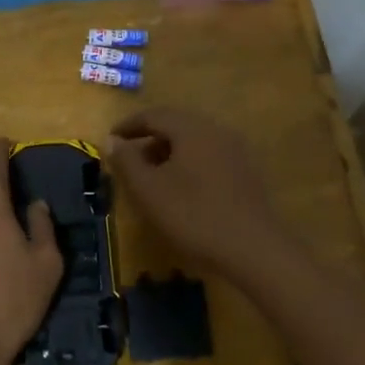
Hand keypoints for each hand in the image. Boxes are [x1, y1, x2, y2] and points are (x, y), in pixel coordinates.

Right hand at [107, 108, 293, 285]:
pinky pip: (209, 157)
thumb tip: (111, 140)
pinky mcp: (246, 173)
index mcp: (191, 129)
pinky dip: (188, 165)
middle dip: (148, 140)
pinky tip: (181, 190)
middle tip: (128, 161)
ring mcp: (235, 151)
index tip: (110, 140)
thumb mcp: (149, 190)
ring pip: (193, 142)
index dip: (128, 126)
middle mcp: (216, 131)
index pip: (153, 115)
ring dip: (168, 153)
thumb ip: (127, 161)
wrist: (254, 249)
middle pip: (176, 125)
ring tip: (151, 178)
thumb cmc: (194, 215)